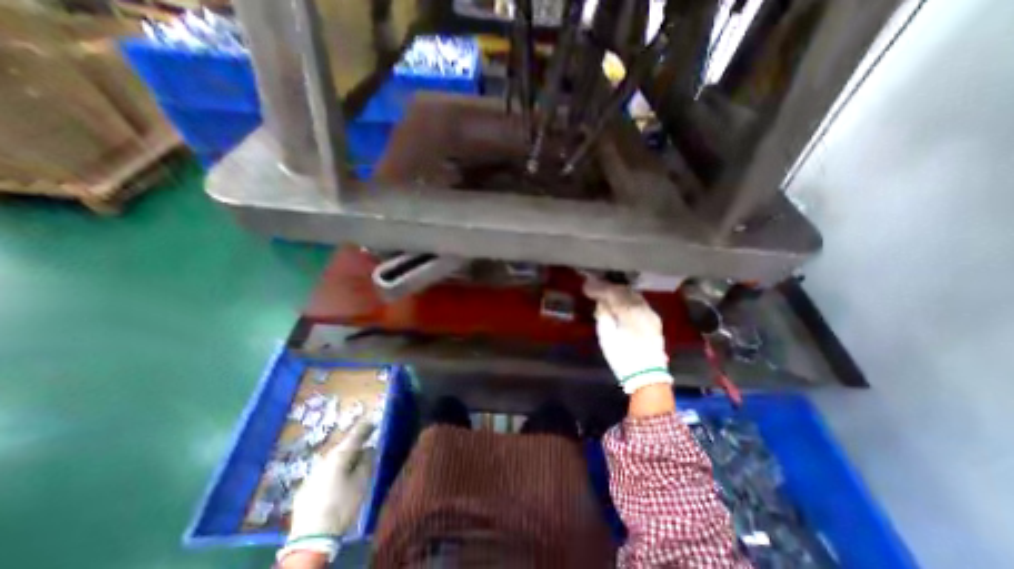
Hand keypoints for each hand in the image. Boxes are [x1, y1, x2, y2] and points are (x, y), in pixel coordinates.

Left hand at [276, 418, 371, 563]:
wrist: (310, 540)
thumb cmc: (342, 505)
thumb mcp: (361, 482)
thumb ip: (367, 461)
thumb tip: (370, 448)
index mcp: (339, 455)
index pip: (355, 434)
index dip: (366, 426)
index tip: (374, 418)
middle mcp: (324, 460)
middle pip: (344, 446)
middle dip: (356, 443)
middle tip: (369, 439)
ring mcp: (313, 474)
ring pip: (334, 459)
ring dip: (347, 456)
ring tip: (357, 458)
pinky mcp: (306, 488)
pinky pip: (326, 471)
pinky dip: (337, 469)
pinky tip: (341, 476)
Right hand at [583, 276, 674, 393]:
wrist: (647, 376)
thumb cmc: (622, 357)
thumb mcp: (606, 337)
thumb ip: (603, 315)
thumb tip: (602, 302)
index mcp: (629, 312)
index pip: (612, 292)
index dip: (598, 288)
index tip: (586, 286)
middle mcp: (642, 308)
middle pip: (623, 290)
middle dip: (608, 287)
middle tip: (594, 287)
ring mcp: (650, 313)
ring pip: (633, 295)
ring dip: (618, 292)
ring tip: (606, 293)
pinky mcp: (654, 320)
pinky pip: (639, 302)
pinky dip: (628, 299)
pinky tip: (621, 302)